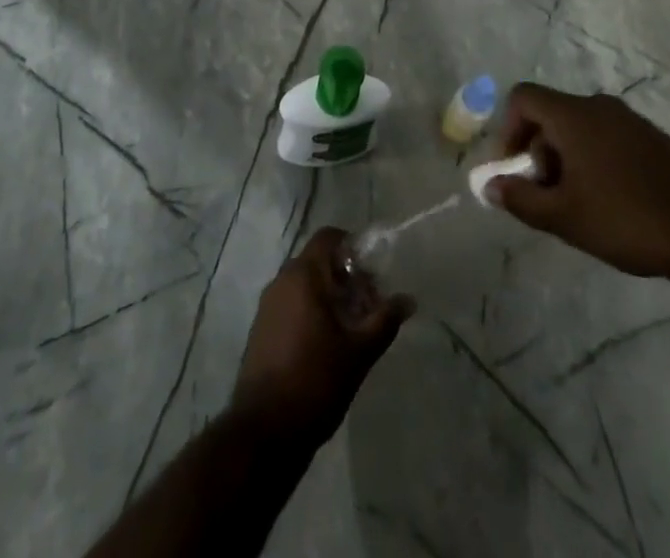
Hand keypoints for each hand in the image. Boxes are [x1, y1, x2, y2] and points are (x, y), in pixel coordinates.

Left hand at [231, 227, 412, 449]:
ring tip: (352, 329)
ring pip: (304, 284)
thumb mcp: (359, 352)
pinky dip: (311, 311)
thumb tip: (408, 299)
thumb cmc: (315, 381)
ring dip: (329, 296)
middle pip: (318, 261)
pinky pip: (291, 304)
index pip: (329, 237)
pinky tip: (327, 345)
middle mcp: (282, 280)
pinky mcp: (261, 329)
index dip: (353, 248)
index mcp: (303, 275)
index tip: (372, 275)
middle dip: (346, 278)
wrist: (264, 432)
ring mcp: (268, 305)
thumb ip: (384, 320)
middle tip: (369, 307)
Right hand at [487, 83, 669, 283]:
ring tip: (575, 203)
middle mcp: (599, 106)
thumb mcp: (564, 217)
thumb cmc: (626, 219)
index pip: (523, 97)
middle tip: (543, 194)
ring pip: (579, 127)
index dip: (507, 129)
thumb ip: (520, 199)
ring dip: (564, 157)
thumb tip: (490, 185)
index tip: (512, 168)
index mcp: (573, 115)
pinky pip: (605, 136)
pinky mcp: (652, 138)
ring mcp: (629, 120)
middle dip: (536, 150)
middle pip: (550, 114)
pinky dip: (592, 158)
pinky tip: (608, 200)